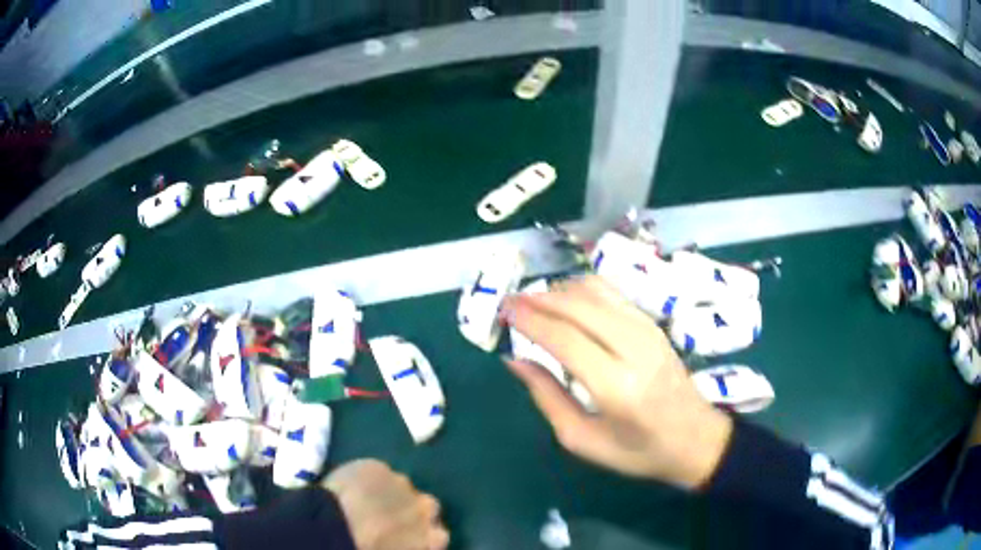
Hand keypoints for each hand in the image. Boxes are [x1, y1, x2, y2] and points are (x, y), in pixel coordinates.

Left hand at [324, 460, 448, 549]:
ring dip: (390, 493)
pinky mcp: (377, 467)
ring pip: (401, 486)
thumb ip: (413, 543)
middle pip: (428, 505)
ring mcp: (401, 483)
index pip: (439, 534)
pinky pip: (376, 473)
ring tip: (367, 502)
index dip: (423, 533)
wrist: (335, 528)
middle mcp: (425, 507)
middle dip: (412, 509)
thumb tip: (404, 538)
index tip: (409, 537)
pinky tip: (353, 489)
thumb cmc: (368, 549)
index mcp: (433, 536)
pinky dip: (368, 480)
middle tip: (389, 518)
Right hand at [502, 276, 732, 489]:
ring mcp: (648, 331)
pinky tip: (566, 301)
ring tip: (533, 301)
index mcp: (616, 388)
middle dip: (539, 298)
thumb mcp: (583, 440)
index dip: (530, 319)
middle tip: (511, 302)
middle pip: (579, 305)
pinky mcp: (653, 324)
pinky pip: (612, 293)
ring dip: (559, 290)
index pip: (565, 339)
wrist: (696, 438)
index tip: (504, 310)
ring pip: (596, 290)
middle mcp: (634, 349)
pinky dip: (582, 290)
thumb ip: (547, 397)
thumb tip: (514, 360)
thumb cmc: (638, 450)